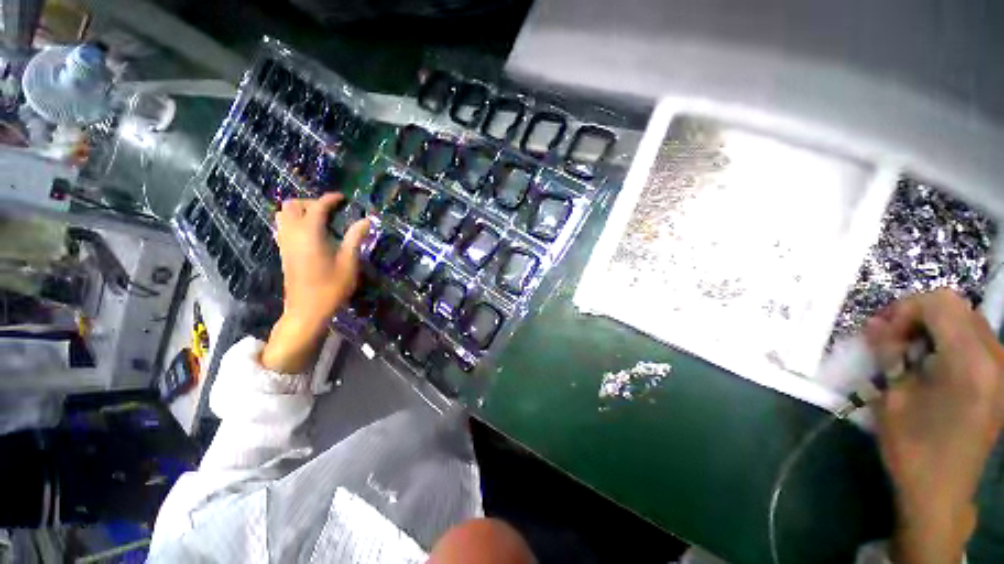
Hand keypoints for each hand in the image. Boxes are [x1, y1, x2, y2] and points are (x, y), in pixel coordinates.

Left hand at [261, 194, 369, 372]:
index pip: (317, 207)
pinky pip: (282, 227)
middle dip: (311, 202)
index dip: (330, 199)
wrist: (307, 310)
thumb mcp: (349, 262)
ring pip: (282, 214)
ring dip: (299, 211)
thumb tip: (367, 220)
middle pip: (293, 205)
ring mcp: (284, 243)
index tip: (343, 198)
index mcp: (310, 234)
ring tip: (318, 219)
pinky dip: (293, 221)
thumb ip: (355, 238)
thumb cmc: (332, 287)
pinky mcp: (283, 252)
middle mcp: (293, 234)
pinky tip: (310, 233)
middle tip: (330, 210)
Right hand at [865, 289, 1003, 563]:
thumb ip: (887, 354)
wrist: (942, 491)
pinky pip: (976, 339)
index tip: (884, 334)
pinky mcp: (1000, 379)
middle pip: (957, 307)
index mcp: (969, 364)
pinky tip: (932, 365)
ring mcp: (1001, 369)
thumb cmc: (913, 447)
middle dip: (920, 315)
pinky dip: (949, 340)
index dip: (907, 309)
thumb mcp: (892, 398)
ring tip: (910, 353)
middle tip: (893, 341)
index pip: (940, 303)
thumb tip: (874, 323)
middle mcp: (994, 358)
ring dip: (934, 327)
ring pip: (967, 320)